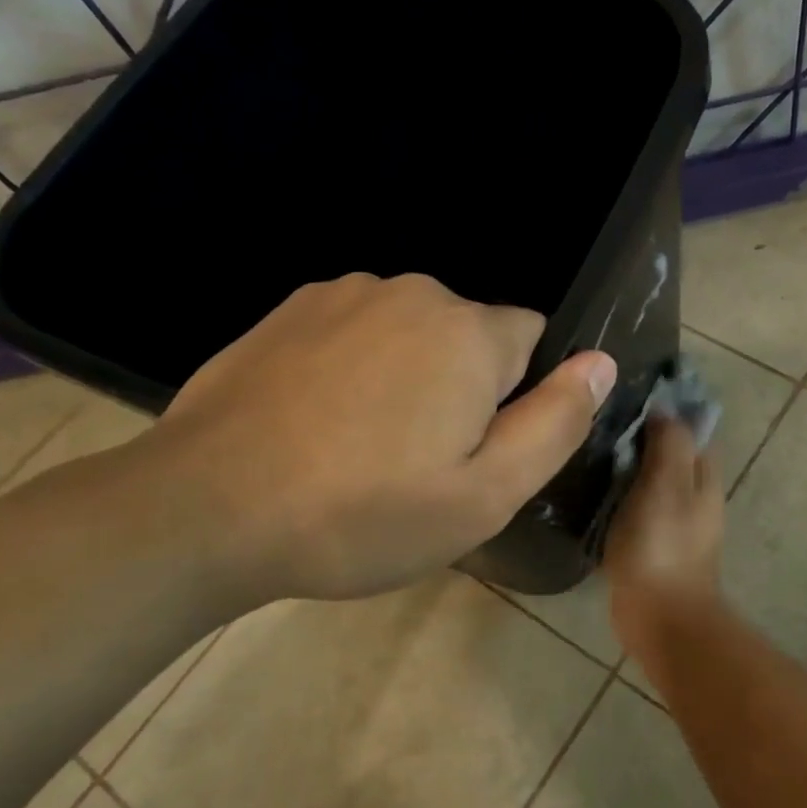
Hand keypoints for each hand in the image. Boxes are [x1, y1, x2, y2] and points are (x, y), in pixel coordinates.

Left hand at [137, 272, 614, 604]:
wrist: (206, 510)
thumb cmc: (362, 514)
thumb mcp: (484, 495)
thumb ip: (556, 423)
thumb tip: (600, 362)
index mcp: (468, 333)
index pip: (534, 339)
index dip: (520, 397)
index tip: (477, 450)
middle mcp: (411, 293)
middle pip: (472, 336)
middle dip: (466, 387)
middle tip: (423, 463)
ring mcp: (342, 294)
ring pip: (413, 333)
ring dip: (409, 376)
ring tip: (366, 447)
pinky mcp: (289, 310)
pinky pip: (357, 332)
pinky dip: (358, 367)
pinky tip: (320, 423)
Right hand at [604, 417, 726, 655]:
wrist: (660, 618)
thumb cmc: (662, 545)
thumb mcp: (666, 483)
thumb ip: (669, 443)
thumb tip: (663, 409)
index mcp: (702, 476)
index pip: (686, 428)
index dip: (660, 409)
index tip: (622, 395)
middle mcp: (693, 496)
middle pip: (666, 454)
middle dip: (637, 437)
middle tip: (594, 422)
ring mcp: (672, 523)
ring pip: (647, 482)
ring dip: (624, 468)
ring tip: (585, 450)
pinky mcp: (650, 546)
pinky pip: (633, 509)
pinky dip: (616, 497)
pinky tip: (588, 492)